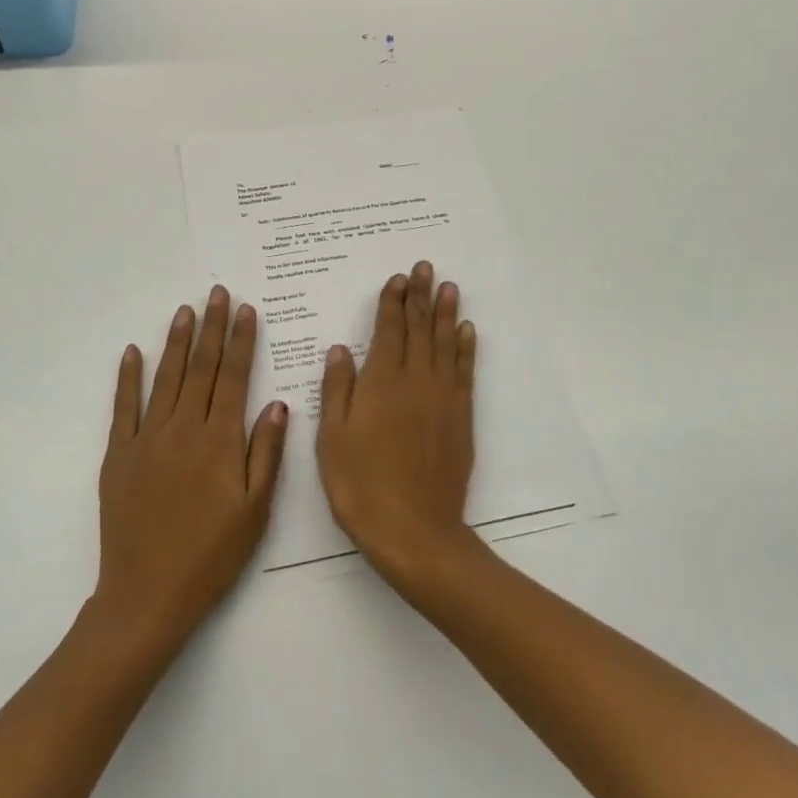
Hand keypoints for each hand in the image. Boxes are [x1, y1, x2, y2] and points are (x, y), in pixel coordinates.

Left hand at [94, 287, 288, 649]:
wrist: (147, 595)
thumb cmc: (212, 555)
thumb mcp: (255, 510)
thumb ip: (266, 452)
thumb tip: (277, 404)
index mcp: (220, 440)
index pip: (235, 377)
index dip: (241, 341)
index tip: (245, 310)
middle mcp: (184, 429)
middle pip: (202, 368)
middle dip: (211, 327)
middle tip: (216, 292)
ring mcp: (148, 439)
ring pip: (166, 378)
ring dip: (177, 341)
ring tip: (185, 310)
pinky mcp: (119, 455)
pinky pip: (124, 407)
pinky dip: (128, 377)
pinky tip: (134, 352)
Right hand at [317, 261, 479, 584]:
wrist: (414, 530)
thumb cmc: (361, 485)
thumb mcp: (331, 438)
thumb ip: (337, 389)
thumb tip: (340, 348)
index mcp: (381, 383)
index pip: (389, 330)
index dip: (393, 302)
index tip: (399, 277)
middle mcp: (415, 381)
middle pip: (419, 329)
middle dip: (421, 295)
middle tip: (426, 267)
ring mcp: (442, 397)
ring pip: (445, 343)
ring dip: (446, 313)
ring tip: (449, 286)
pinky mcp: (460, 417)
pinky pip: (464, 372)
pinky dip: (465, 348)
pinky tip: (466, 331)